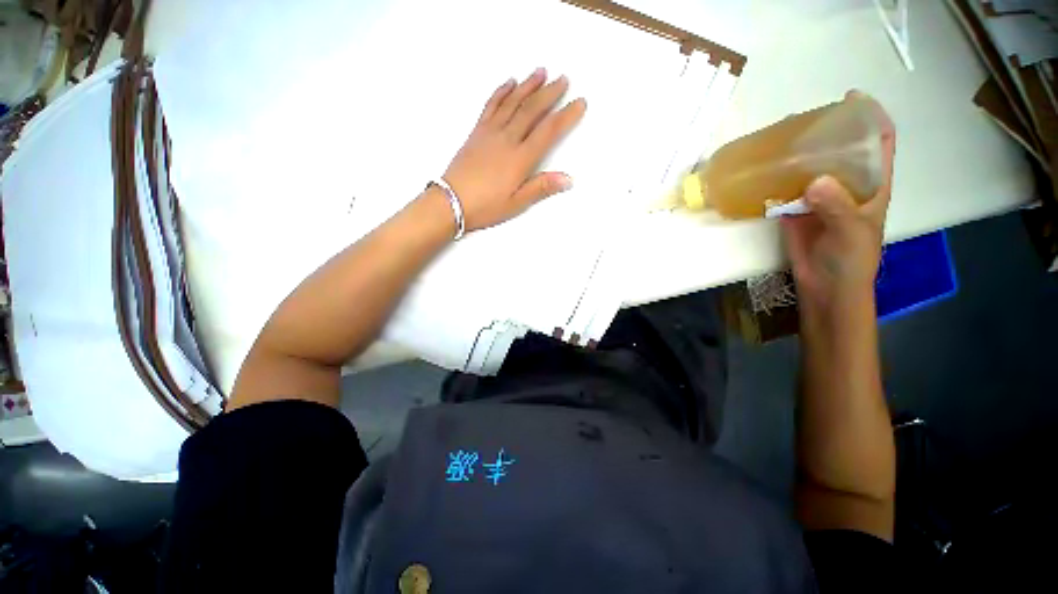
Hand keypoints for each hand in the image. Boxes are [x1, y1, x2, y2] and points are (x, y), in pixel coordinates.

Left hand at [442, 68, 586, 231]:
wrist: (451, 201)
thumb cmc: (486, 206)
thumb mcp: (517, 203)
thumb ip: (542, 188)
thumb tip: (569, 179)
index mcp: (520, 158)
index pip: (548, 131)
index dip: (566, 116)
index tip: (580, 103)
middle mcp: (507, 139)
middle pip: (532, 110)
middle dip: (550, 93)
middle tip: (563, 79)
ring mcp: (490, 132)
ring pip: (513, 102)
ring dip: (528, 85)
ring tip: (541, 71)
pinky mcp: (476, 132)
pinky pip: (491, 106)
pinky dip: (501, 92)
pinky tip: (509, 83)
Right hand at [780, 92, 895, 309]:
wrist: (825, 286)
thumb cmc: (851, 259)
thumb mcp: (852, 232)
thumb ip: (837, 207)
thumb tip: (813, 182)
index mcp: (872, 184)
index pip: (879, 142)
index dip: (871, 117)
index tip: (851, 99)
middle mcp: (846, 184)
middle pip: (840, 149)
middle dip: (826, 131)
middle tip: (802, 120)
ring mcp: (818, 198)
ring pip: (810, 167)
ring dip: (797, 155)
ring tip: (779, 141)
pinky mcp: (794, 211)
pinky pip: (786, 189)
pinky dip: (777, 180)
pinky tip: (765, 172)